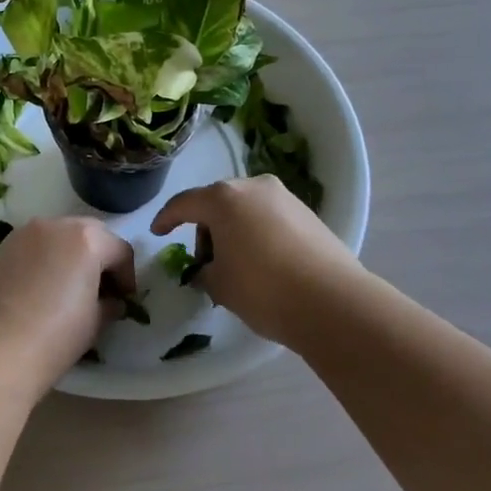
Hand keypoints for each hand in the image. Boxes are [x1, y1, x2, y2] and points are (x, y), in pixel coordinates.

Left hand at [0, 217, 135, 401]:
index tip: (124, 300)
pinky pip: (35, 245)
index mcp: (87, 239)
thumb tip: (111, 301)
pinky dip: (45, 258)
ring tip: (69, 286)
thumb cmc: (55, 336)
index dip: (127, 277)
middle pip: (90, 233)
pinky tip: (41, 288)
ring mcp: (25, 233)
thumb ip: (109, 303)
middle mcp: (57, 225)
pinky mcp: (2, 247)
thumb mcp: (95, 322)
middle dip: (100, 256)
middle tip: (101, 288)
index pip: (120, 250)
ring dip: (71, 253)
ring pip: (60, 235)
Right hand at [150, 175, 364, 345]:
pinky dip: (259, 235)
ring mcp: (285, 198)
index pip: (184, 203)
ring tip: (237, 267)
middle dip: (206, 230)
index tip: (157, 232)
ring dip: (234, 232)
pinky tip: (264, 264)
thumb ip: (204, 271)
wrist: (333, 302)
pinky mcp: (309, 214)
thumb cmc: (263, 289)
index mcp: (224, 198)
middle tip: (206, 263)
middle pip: (217, 203)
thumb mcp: (220, 285)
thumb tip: (208, 269)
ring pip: (246, 209)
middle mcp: (254, 187)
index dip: (166, 218)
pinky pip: (270, 219)